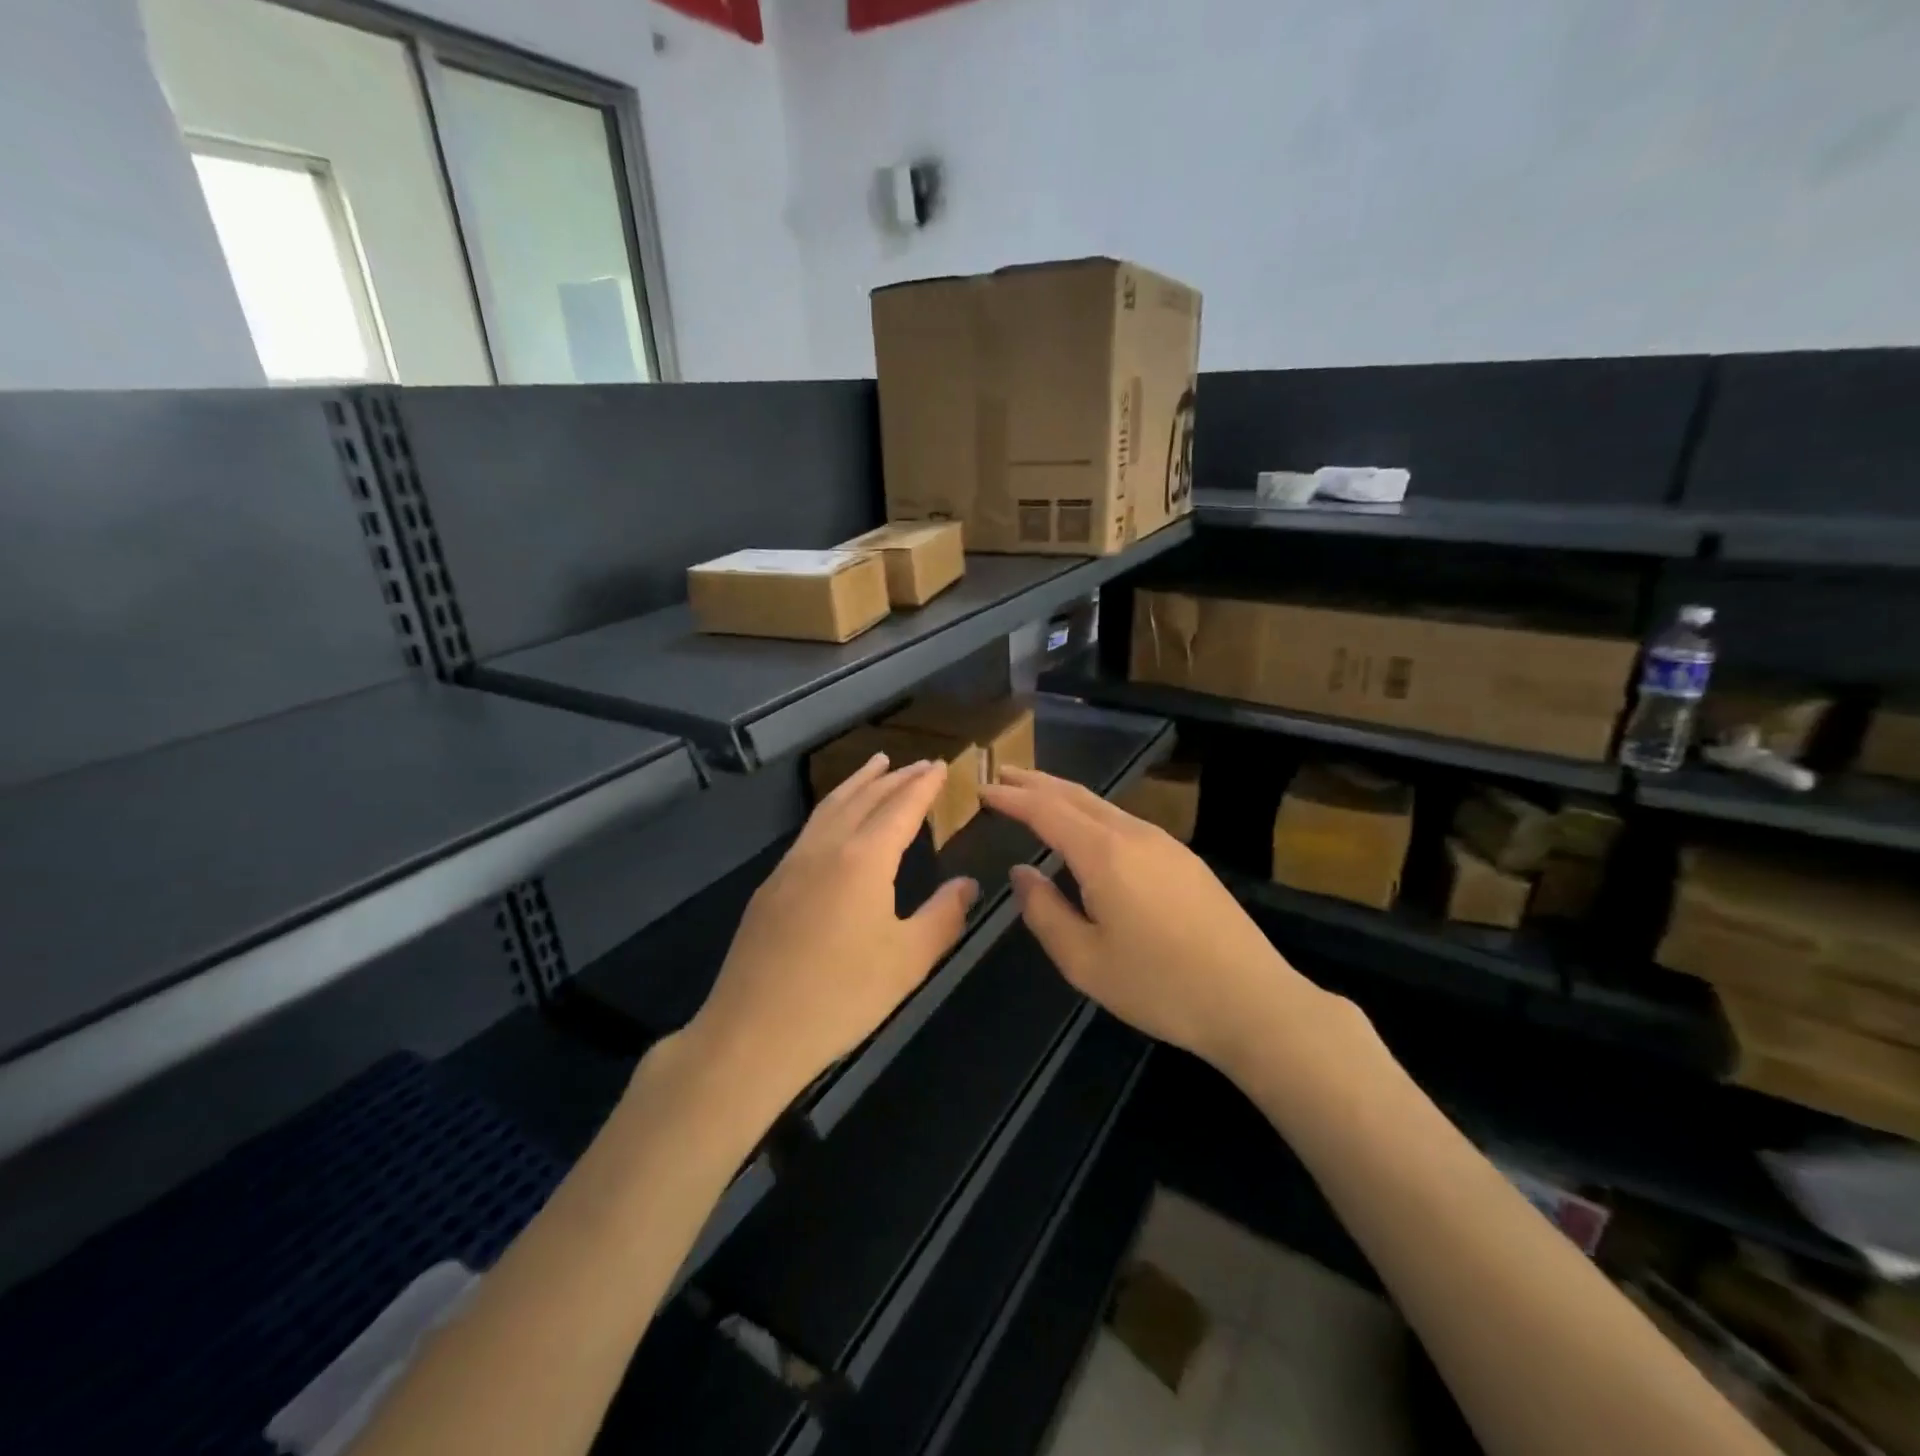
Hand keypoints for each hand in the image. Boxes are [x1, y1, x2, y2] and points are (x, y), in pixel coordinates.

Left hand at [685, 754, 977, 1118]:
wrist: (754, 1032)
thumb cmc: (842, 996)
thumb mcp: (908, 960)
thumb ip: (943, 915)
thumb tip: (967, 883)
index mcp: (864, 860)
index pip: (901, 808)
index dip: (923, 786)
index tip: (941, 766)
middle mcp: (826, 849)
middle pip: (865, 798)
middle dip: (895, 778)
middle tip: (919, 763)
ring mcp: (792, 864)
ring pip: (830, 807)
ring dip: (858, 783)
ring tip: (876, 766)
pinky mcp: (771, 886)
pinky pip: (810, 829)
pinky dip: (833, 807)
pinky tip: (836, 820)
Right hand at [980, 767, 1339, 1077]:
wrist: (1252, 1000)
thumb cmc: (1160, 986)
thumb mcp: (1084, 961)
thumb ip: (1044, 911)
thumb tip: (1022, 871)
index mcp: (1104, 854)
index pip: (1046, 811)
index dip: (1012, 797)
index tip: (983, 789)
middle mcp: (1134, 835)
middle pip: (1076, 796)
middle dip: (1036, 783)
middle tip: (1002, 774)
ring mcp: (1165, 844)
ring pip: (1103, 806)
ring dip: (1065, 796)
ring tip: (1037, 796)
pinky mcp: (1185, 860)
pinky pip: (1125, 823)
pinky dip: (1092, 815)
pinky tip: (1088, 832)